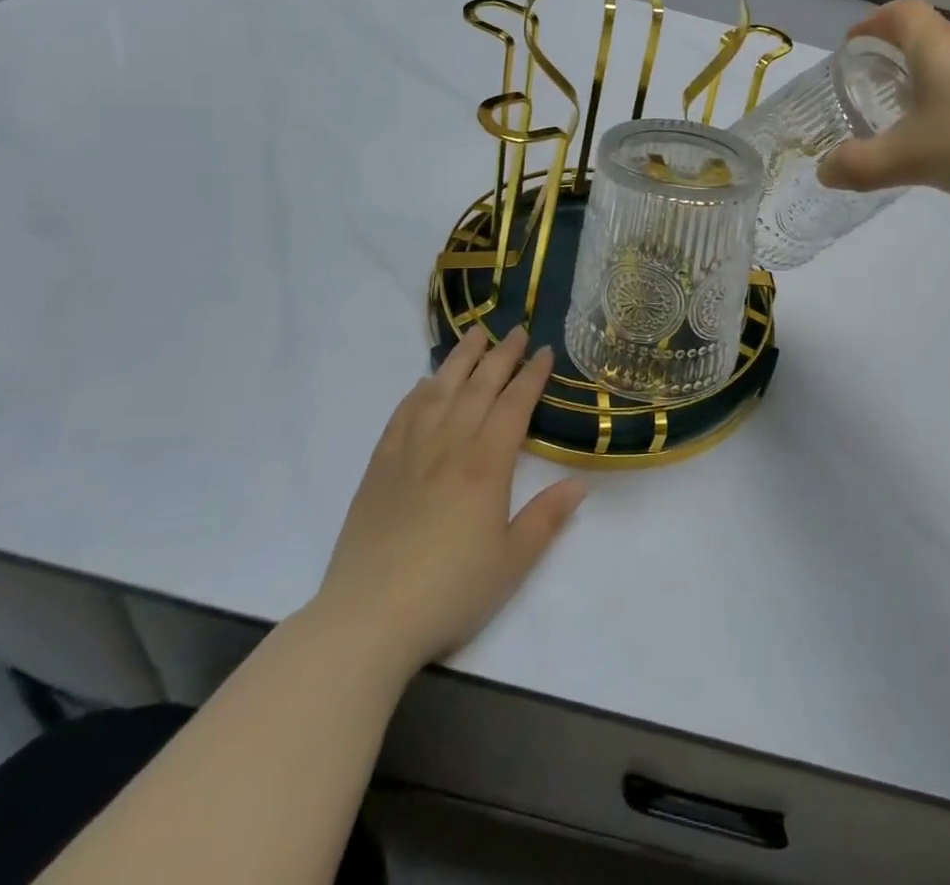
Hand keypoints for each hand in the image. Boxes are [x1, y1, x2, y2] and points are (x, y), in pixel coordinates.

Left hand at [310, 326, 585, 675]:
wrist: (368, 618)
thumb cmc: (450, 592)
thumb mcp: (512, 562)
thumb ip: (546, 519)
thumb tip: (580, 484)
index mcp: (486, 465)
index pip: (514, 405)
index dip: (532, 375)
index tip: (544, 352)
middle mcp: (449, 445)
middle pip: (479, 387)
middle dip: (502, 355)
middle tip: (517, 331)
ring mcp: (410, 452)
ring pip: (440, 390)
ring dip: (460, 360)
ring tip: (475, 334)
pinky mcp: (380, 466)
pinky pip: (402, 415)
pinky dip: (417, 392)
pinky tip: (424, 383)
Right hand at [818, 0, 949, 205]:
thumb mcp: (907, 158)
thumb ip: (860, 165)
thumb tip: (824, 172)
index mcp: (935, 47)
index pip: (900, 13)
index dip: (872, 24)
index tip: (853, 46)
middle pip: (927, 34)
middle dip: (896, 53)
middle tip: (874, 82)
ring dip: (927, 78)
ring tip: (908, 112)